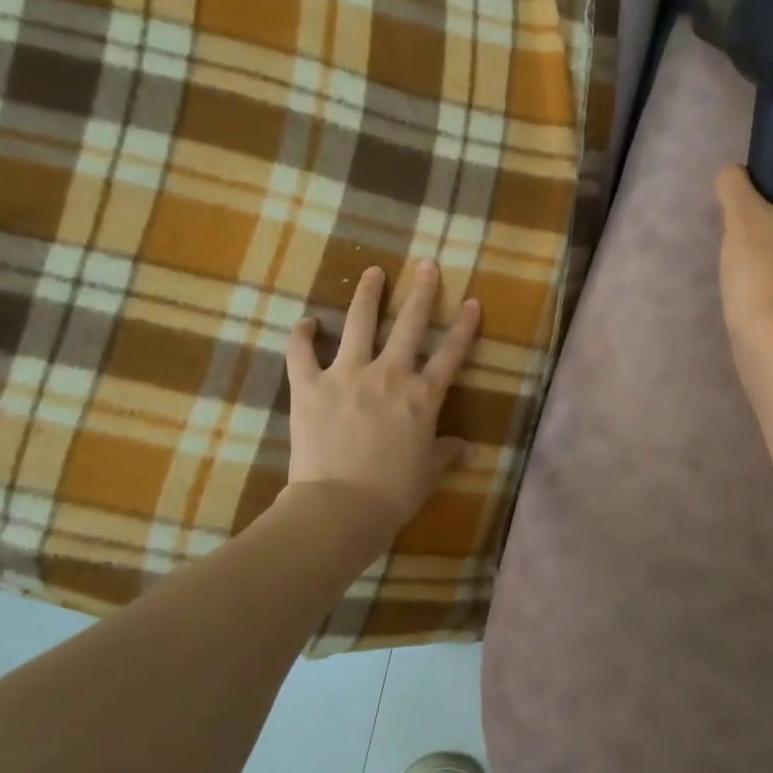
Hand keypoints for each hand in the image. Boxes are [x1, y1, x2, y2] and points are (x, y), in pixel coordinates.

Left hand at [285, 262, 479, 529]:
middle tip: (426, 265)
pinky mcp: (309, 386)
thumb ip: (447, 453)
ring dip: (366, 294)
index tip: (471, 301)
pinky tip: (307, 321)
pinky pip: (301, 352)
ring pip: (358, 324)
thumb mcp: (428, 473)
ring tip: (372, 271)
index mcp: (423, 397)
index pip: (451, 354)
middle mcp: (389, 375)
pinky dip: (302, 335)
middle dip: (421, 292)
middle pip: (409, 325)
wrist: (340, 507)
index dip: (463, 326)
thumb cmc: (393, 493)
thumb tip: (468, 449)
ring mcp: (347, 375)